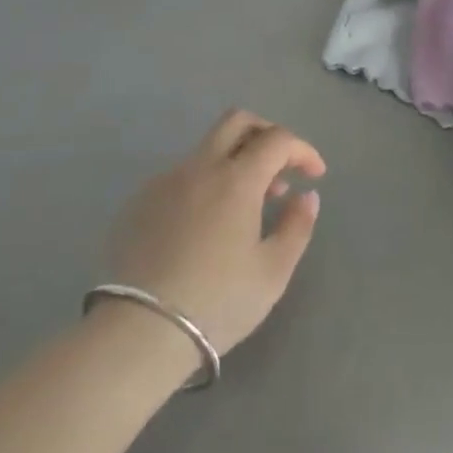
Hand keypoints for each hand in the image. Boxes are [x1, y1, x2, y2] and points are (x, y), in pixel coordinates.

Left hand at [103, 111, 326, 353]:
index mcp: (236, 179)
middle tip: (280, 166)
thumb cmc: (217, 303)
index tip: (314, 175)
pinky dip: (205, 185)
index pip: (277, 139)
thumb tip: (306, 196)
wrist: (138, 332)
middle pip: (237, 121)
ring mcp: (165, 181)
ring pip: (207, 149)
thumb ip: (297, 227)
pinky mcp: (140, 200)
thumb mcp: (272, 273)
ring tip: (247, 206)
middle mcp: (200, 167)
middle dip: (266, 133)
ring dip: (235, 162)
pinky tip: (206, 225)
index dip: (302, 150)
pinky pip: (181, 176)